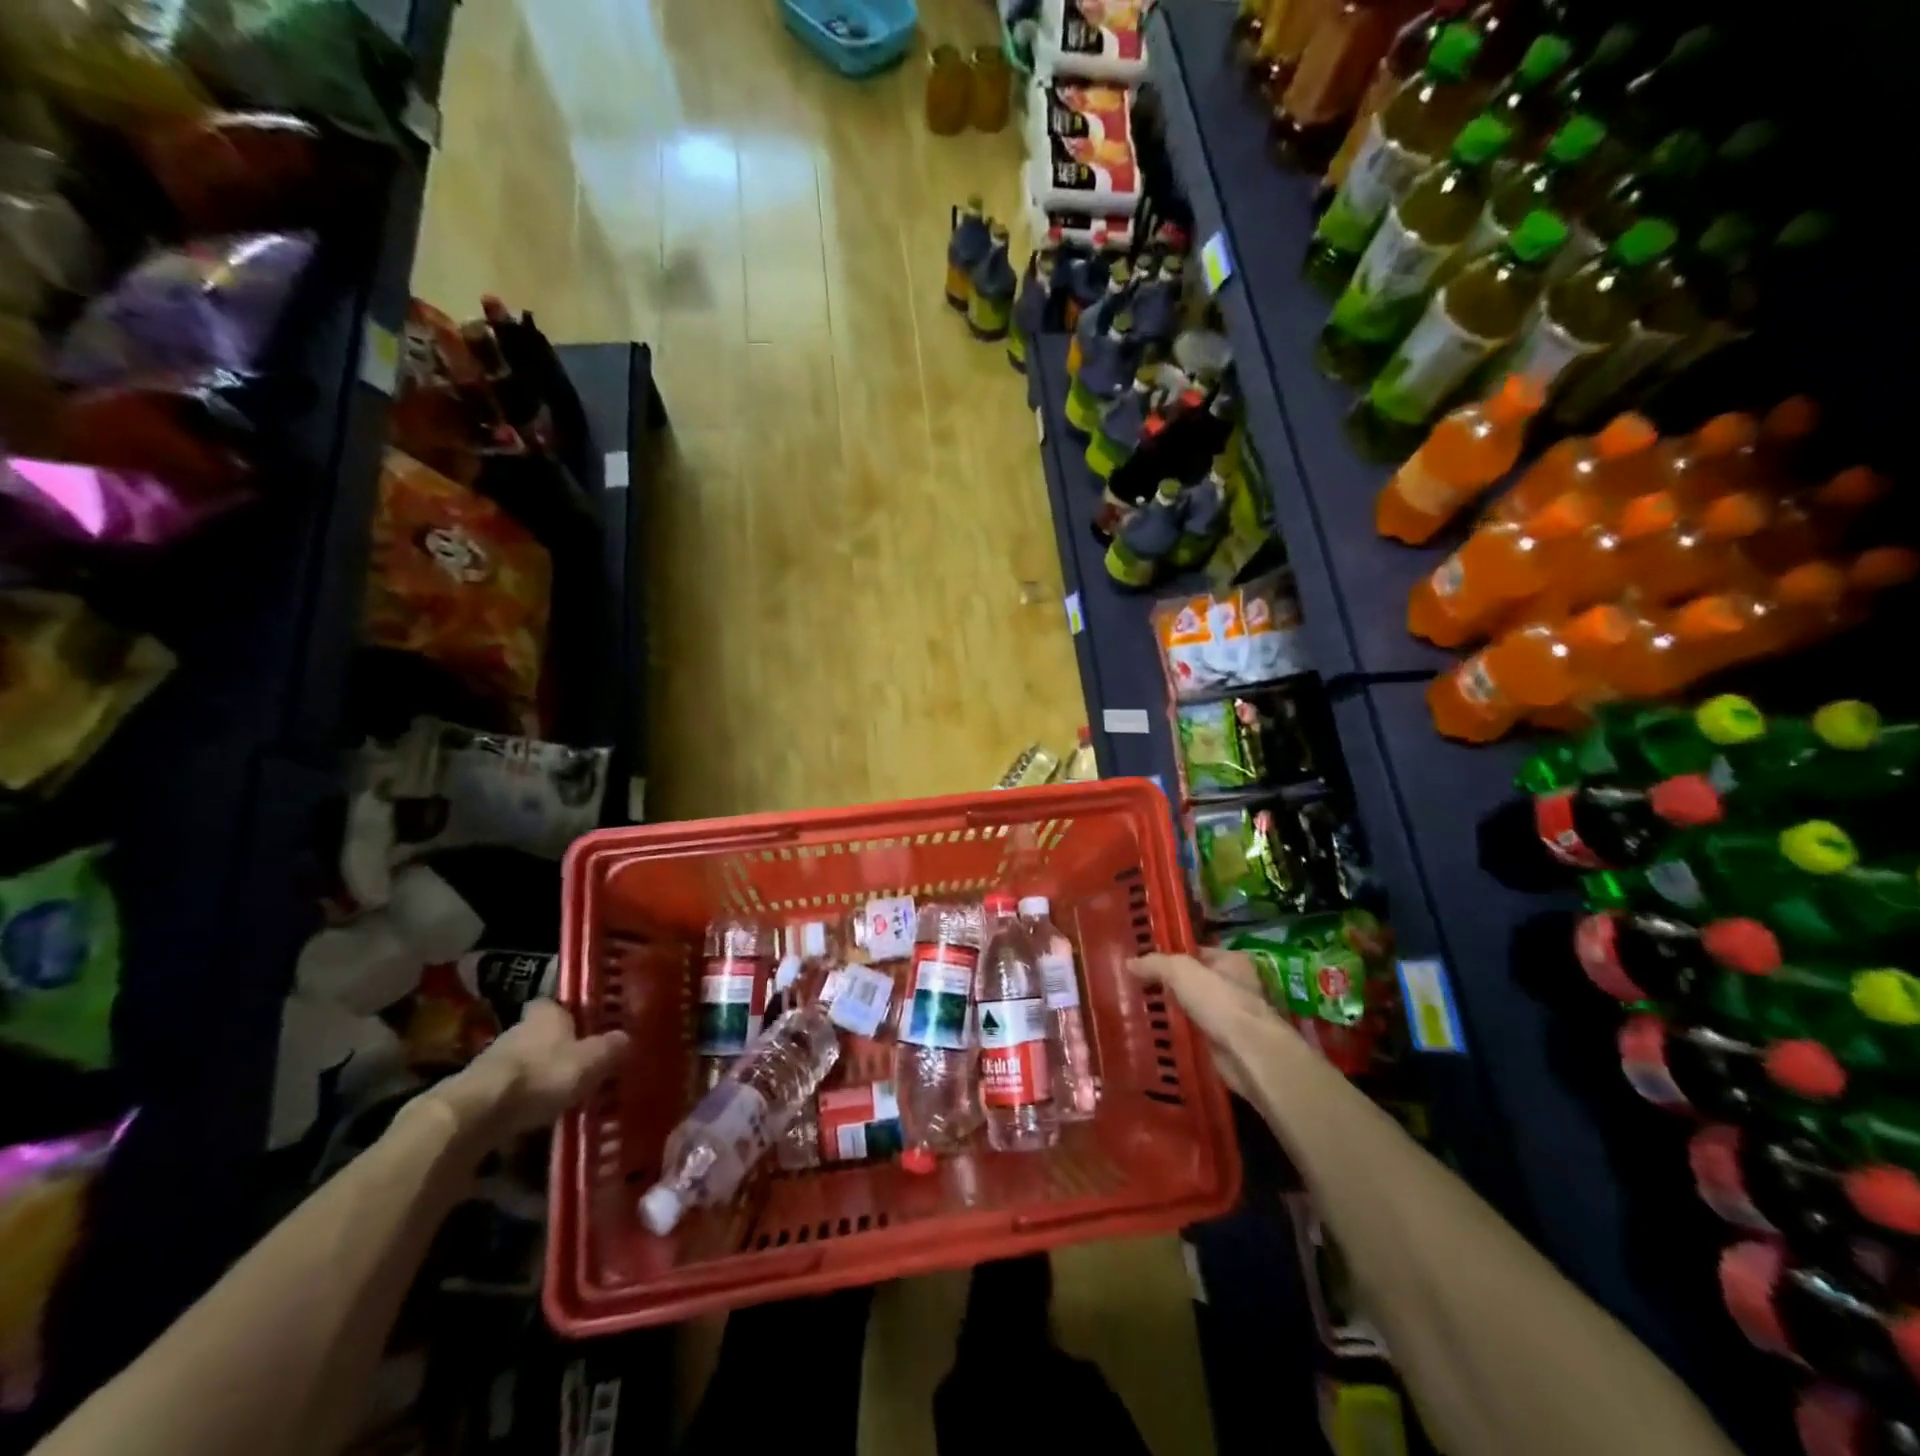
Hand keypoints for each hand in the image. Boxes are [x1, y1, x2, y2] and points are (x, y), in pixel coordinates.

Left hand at [438, 1000, 629, 1141]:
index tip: (586, 1031)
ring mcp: (492, 1060)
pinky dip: (517, 1102)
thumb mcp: (591, 1061)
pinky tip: (531, 1120)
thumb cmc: (543, 1075)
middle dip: (555, 1049)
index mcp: (547, 1013)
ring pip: (522, 1063)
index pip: (559, 1005)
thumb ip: (611, 1048)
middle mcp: (518, 1028)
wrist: (478, 1114)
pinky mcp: (474, 1092)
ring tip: (557, 1098)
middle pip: (540, 1035)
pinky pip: (505, 1092)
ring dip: (535, 1077)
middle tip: (578, 1068)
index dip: (572, 1017)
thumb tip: (627, 1037)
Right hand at [1126, 949, 1291, 1096]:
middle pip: (1194, 982)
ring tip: (1138, 1011)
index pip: (1196, 953)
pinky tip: (1154, 1034)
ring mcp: (1230, 1017)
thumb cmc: (1219, 1001)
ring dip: (1171, 1012)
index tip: (1144, 962)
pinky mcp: (1224, 1044)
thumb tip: (1129, 962)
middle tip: (1136, 986)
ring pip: (1192, 1009)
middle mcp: (1235, 986)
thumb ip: (1156, 964)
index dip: (1171, 956)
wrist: (1247, 1053)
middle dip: (1168, 986)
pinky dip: (1178, 1034)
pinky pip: (1193, 1033)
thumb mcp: (1181, 971)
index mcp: (1232, 961)